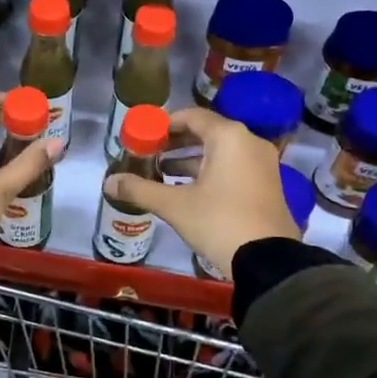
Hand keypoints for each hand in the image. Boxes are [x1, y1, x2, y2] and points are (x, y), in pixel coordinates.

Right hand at [104, 107, 298, 279]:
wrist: (267, 261)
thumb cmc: (219, 221)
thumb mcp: (174, 205)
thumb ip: (140, 189)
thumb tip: (109, 182)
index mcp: (229, 137)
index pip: (192, 116)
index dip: (165, 124)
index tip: (144, 136)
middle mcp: (249, 142)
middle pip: (207, 132)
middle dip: (176, 142)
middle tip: (150, 153)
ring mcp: (262, 163)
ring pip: (221, 151)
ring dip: (191, 159)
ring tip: (163, 172)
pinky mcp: (267, 184)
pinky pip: (234, 166)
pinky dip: (210, 171)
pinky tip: (188, 189)